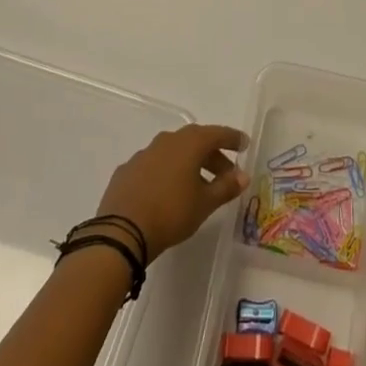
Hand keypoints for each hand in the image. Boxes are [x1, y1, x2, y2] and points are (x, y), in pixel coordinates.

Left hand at [96, 124, 249, 261]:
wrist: (121, 232)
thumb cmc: (171, 213)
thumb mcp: (204, 204)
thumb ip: (226, 187)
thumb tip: (243, 176)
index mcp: (189, 144)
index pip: (217, 134)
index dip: (232, 139)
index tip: (244, 144)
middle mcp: (166, 141)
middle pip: (195, 141)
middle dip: (212, 155)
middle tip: (225, 172)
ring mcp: (144, 154)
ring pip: (173, 151)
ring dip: (189, 163)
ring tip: (197, 184)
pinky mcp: (127, 170)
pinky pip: (154, 165)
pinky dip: (166, 172)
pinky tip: (167, 191)